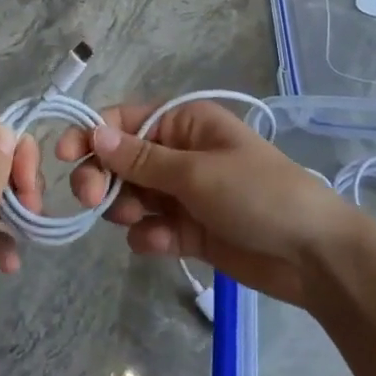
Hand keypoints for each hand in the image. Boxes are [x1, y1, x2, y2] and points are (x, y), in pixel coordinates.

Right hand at [57, 101, 363, 307]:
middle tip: (90, 200)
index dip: (93, 134)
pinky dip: (149, 236)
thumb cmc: (257, 195)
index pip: (126, 120)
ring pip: (132, 196)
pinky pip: (152, 227)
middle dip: (104, 178)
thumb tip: (94, 133)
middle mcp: (181, 152)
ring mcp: (185, 193)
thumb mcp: (196, 172)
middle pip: (122, 160)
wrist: (311, 255)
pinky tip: (163, 244)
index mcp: (186, 123)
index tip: (64, 157)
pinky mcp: (189, 229)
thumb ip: (142, 159)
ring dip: (127, 209)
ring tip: (140, 222)